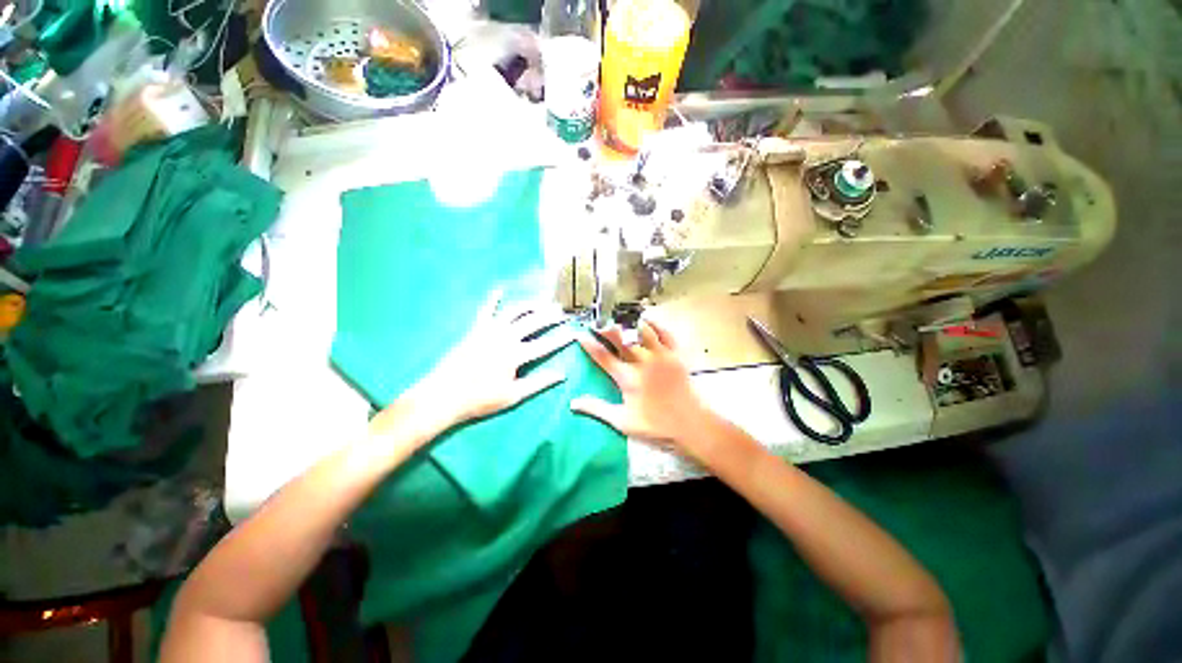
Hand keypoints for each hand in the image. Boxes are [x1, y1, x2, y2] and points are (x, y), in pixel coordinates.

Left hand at [379, 289, 574, 434]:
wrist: (443, 395)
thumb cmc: (480, 399)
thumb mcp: (513, 395)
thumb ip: (539, 383)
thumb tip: (562, 374)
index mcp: (515, 355)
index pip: (545, 345)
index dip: (562, 339)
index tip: (574, 332)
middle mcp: (505, 338)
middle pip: (532, 323)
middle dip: (550, 316)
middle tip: (562, 311)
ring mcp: (489, 331)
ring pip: (514, 312)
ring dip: (530, 305)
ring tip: (542, 302)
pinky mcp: (475, 330)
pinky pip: (485, 310)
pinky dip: (493, 299)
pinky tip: (500, 289)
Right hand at [571, 317, 719, 461]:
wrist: (690, 423)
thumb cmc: (655, 424)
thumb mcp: (623, 421)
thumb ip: (597, 409)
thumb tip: (573, 403)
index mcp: (627, 377)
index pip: (603, 357)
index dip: (589, 344)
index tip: (579, 334)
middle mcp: (642, 362)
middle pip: (621, 339)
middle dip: (607, 328)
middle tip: (598, 321)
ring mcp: (660, 356)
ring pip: (642, 332)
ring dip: (630, 324)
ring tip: (621, 318)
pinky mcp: (675, 355)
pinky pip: (665, 334)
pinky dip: (656, 325)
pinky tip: (648, 320)